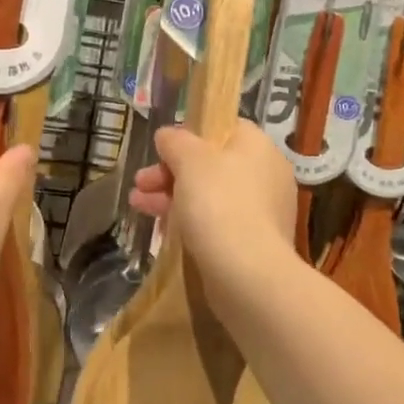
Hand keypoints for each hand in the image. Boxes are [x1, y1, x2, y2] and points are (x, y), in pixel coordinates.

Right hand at [130, 122, 296, 299]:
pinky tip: (162, 231)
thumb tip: (168, 135)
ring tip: (137, 206)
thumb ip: (176, 142)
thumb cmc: (219, 203)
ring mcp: (262, 211)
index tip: (162, 150)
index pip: (224, 129)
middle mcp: (266, 175)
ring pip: (210, 196)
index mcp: (258, 147)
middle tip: (140, 183)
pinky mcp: (254, 243)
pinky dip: (190, 223)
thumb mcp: (190, 160)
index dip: (190, 136)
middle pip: (212, 164)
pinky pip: (217, 224)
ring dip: (172, 197)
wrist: (248, 274)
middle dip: (170, 173)